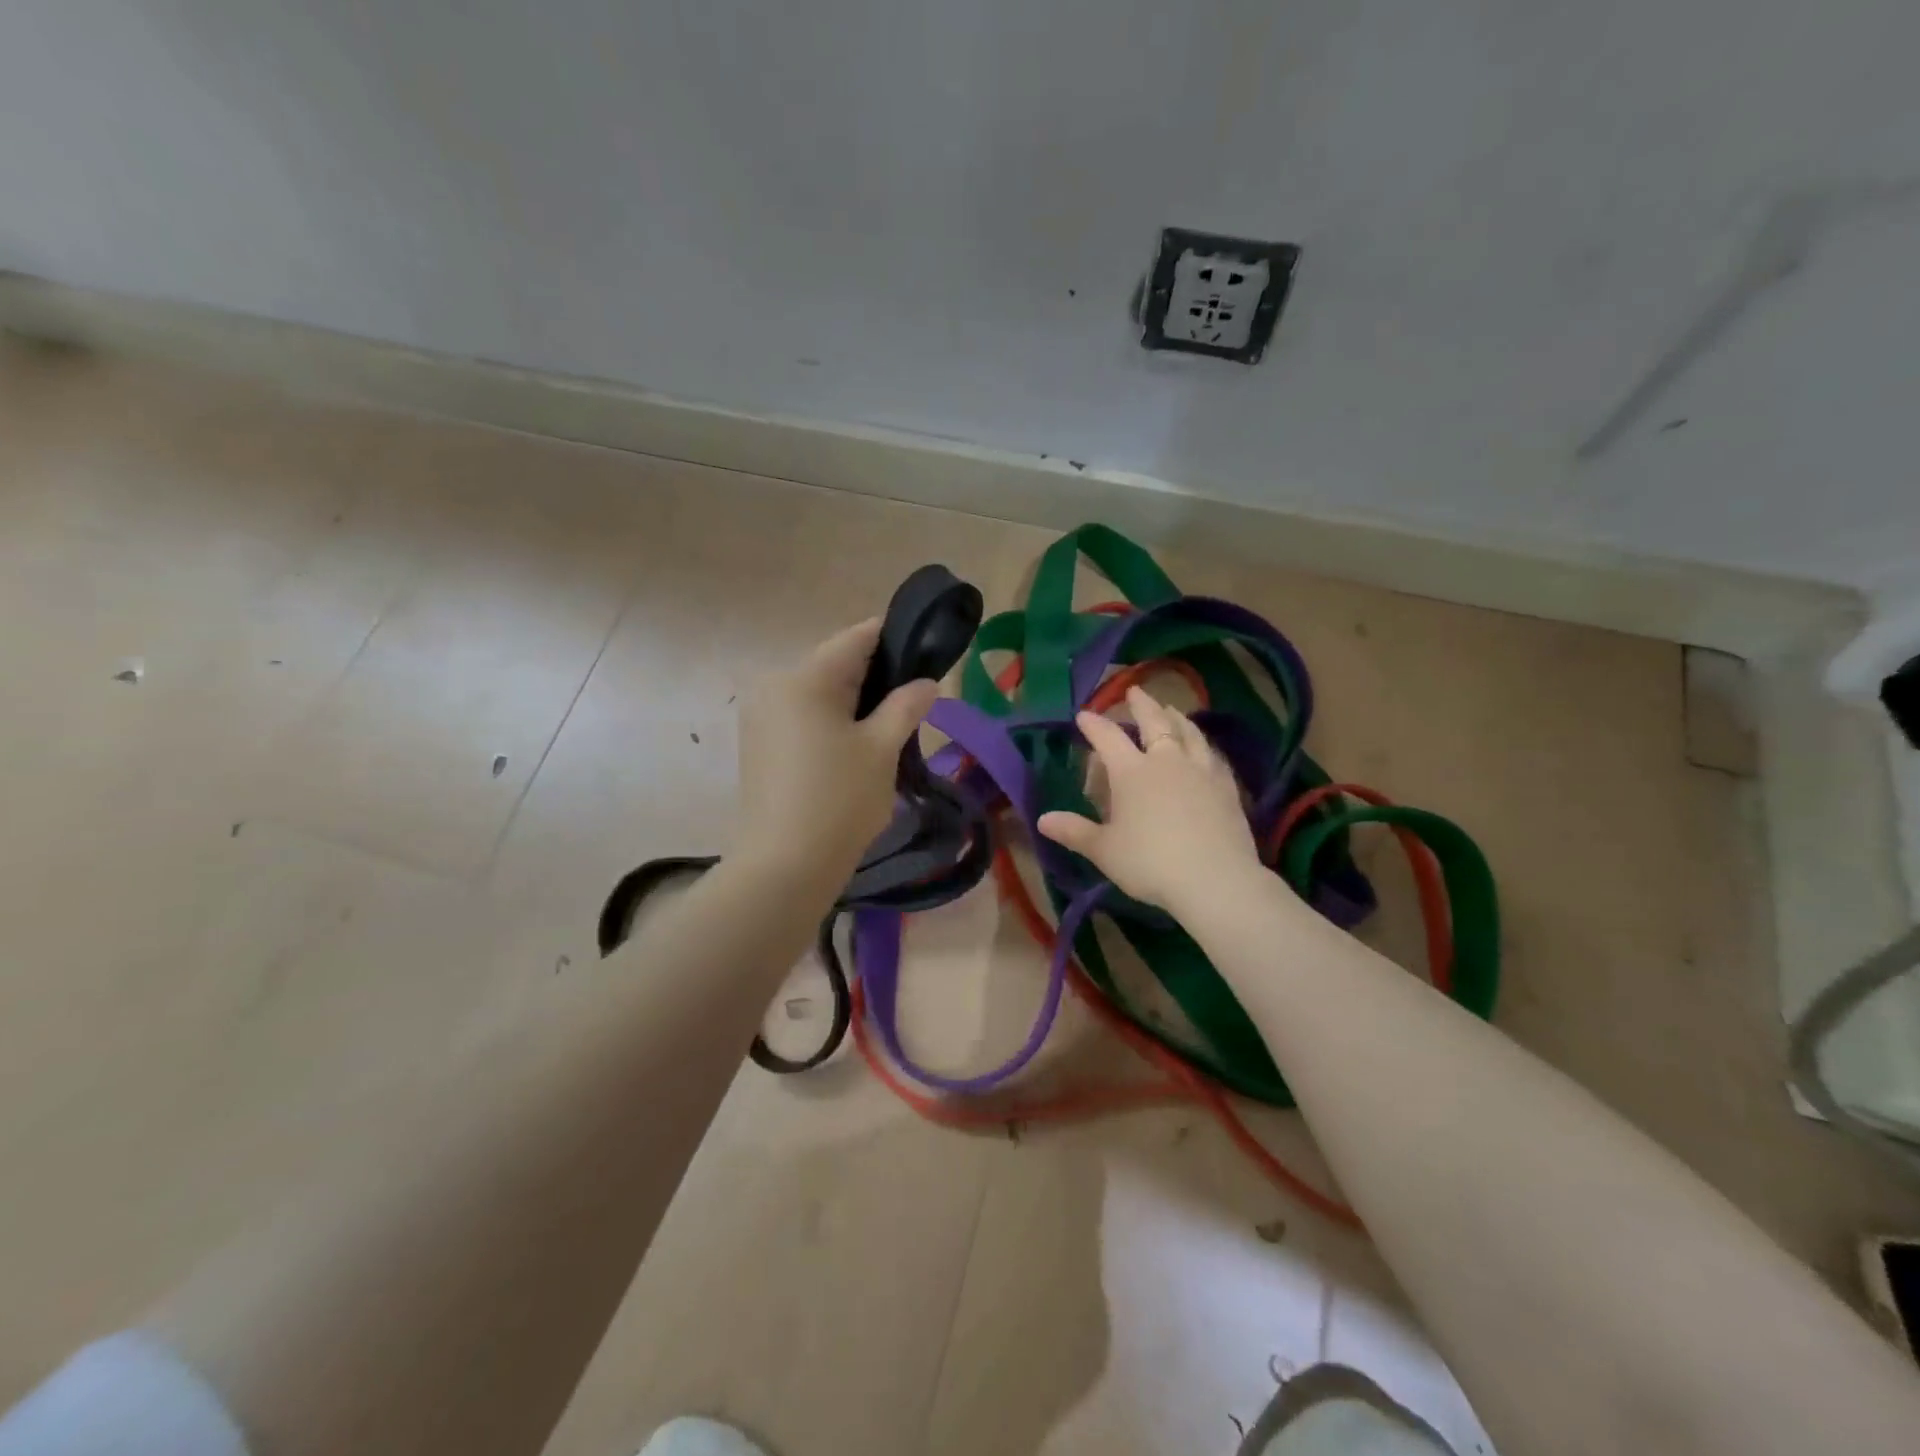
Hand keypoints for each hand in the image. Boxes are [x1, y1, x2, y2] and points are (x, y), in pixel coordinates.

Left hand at [733, 619, 937, 879]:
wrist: (783, 866)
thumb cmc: (839, 800)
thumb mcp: (882, 750)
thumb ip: (906, 706)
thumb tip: (927, 682)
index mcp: (804, 678)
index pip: (855, 639)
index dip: (893, 638)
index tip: (924, 649)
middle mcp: (773, 685)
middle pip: (834, 665)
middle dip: (874, 677)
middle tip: (912, 699)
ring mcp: (760, 716)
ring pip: (818, 693)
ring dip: (853, 702)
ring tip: (887, 727)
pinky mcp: (757, 744)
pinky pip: (801, 717)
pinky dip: (830, 721)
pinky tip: (853, 748)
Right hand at [1037, 686, 1264, 913]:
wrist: (1214, 879)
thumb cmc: (1150, 863)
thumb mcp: (1104, 850)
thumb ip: (1074, 831)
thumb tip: (1042, 819)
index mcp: (1132, 772)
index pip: (1108, 738)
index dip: (1094, 724)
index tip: (1083, 714)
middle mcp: (1166, 761)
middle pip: (1154, 723)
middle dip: (1142, 705)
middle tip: (1135, 691)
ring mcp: (1201, 771)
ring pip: (1188, 733)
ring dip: (1177, 718)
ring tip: (1172, 710)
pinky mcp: (1226, 788)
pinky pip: (1213, 756)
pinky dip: (1204, 745)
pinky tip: (1205, 749)